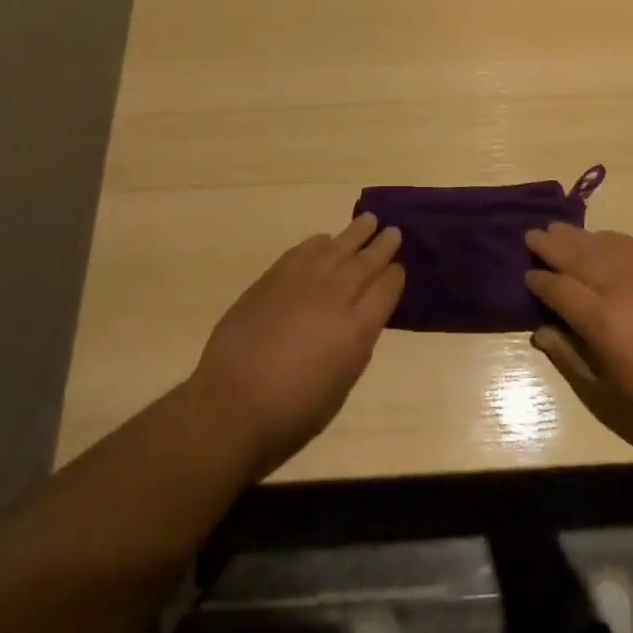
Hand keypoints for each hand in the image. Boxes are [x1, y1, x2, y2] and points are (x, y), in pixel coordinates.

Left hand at [190, 214, 403, 476]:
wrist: (233, 403)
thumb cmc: (293, 411)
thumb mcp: (341, 384)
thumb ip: (355, 343)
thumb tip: (360, 318)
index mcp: (359, 327)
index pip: (387, 288)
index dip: (396, 276)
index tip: (399, 268)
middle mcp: (337, 295)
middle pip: (367, 261)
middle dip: (383, 245)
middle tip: (393, 231)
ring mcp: (305, 280)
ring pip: (338, 246)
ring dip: (356, 233)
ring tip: (368, 220)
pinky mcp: (275, 276)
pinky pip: (305, 249)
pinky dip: (320, 242)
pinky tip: (325, 240)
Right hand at [525, 224, 632, 454]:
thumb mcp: (608, 389)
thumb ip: (571, 355)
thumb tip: (541, 331)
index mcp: (600, 319)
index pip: (558, 289)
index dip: (539, 281)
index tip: (527, 276)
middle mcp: (618, 286)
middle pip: (575, 256)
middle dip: (550, 245)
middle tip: (532, 236)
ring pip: (601, 244)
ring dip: (576, 236)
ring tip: (558, 228)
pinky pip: (630, 244)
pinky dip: (610, 238)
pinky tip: (601, 237)